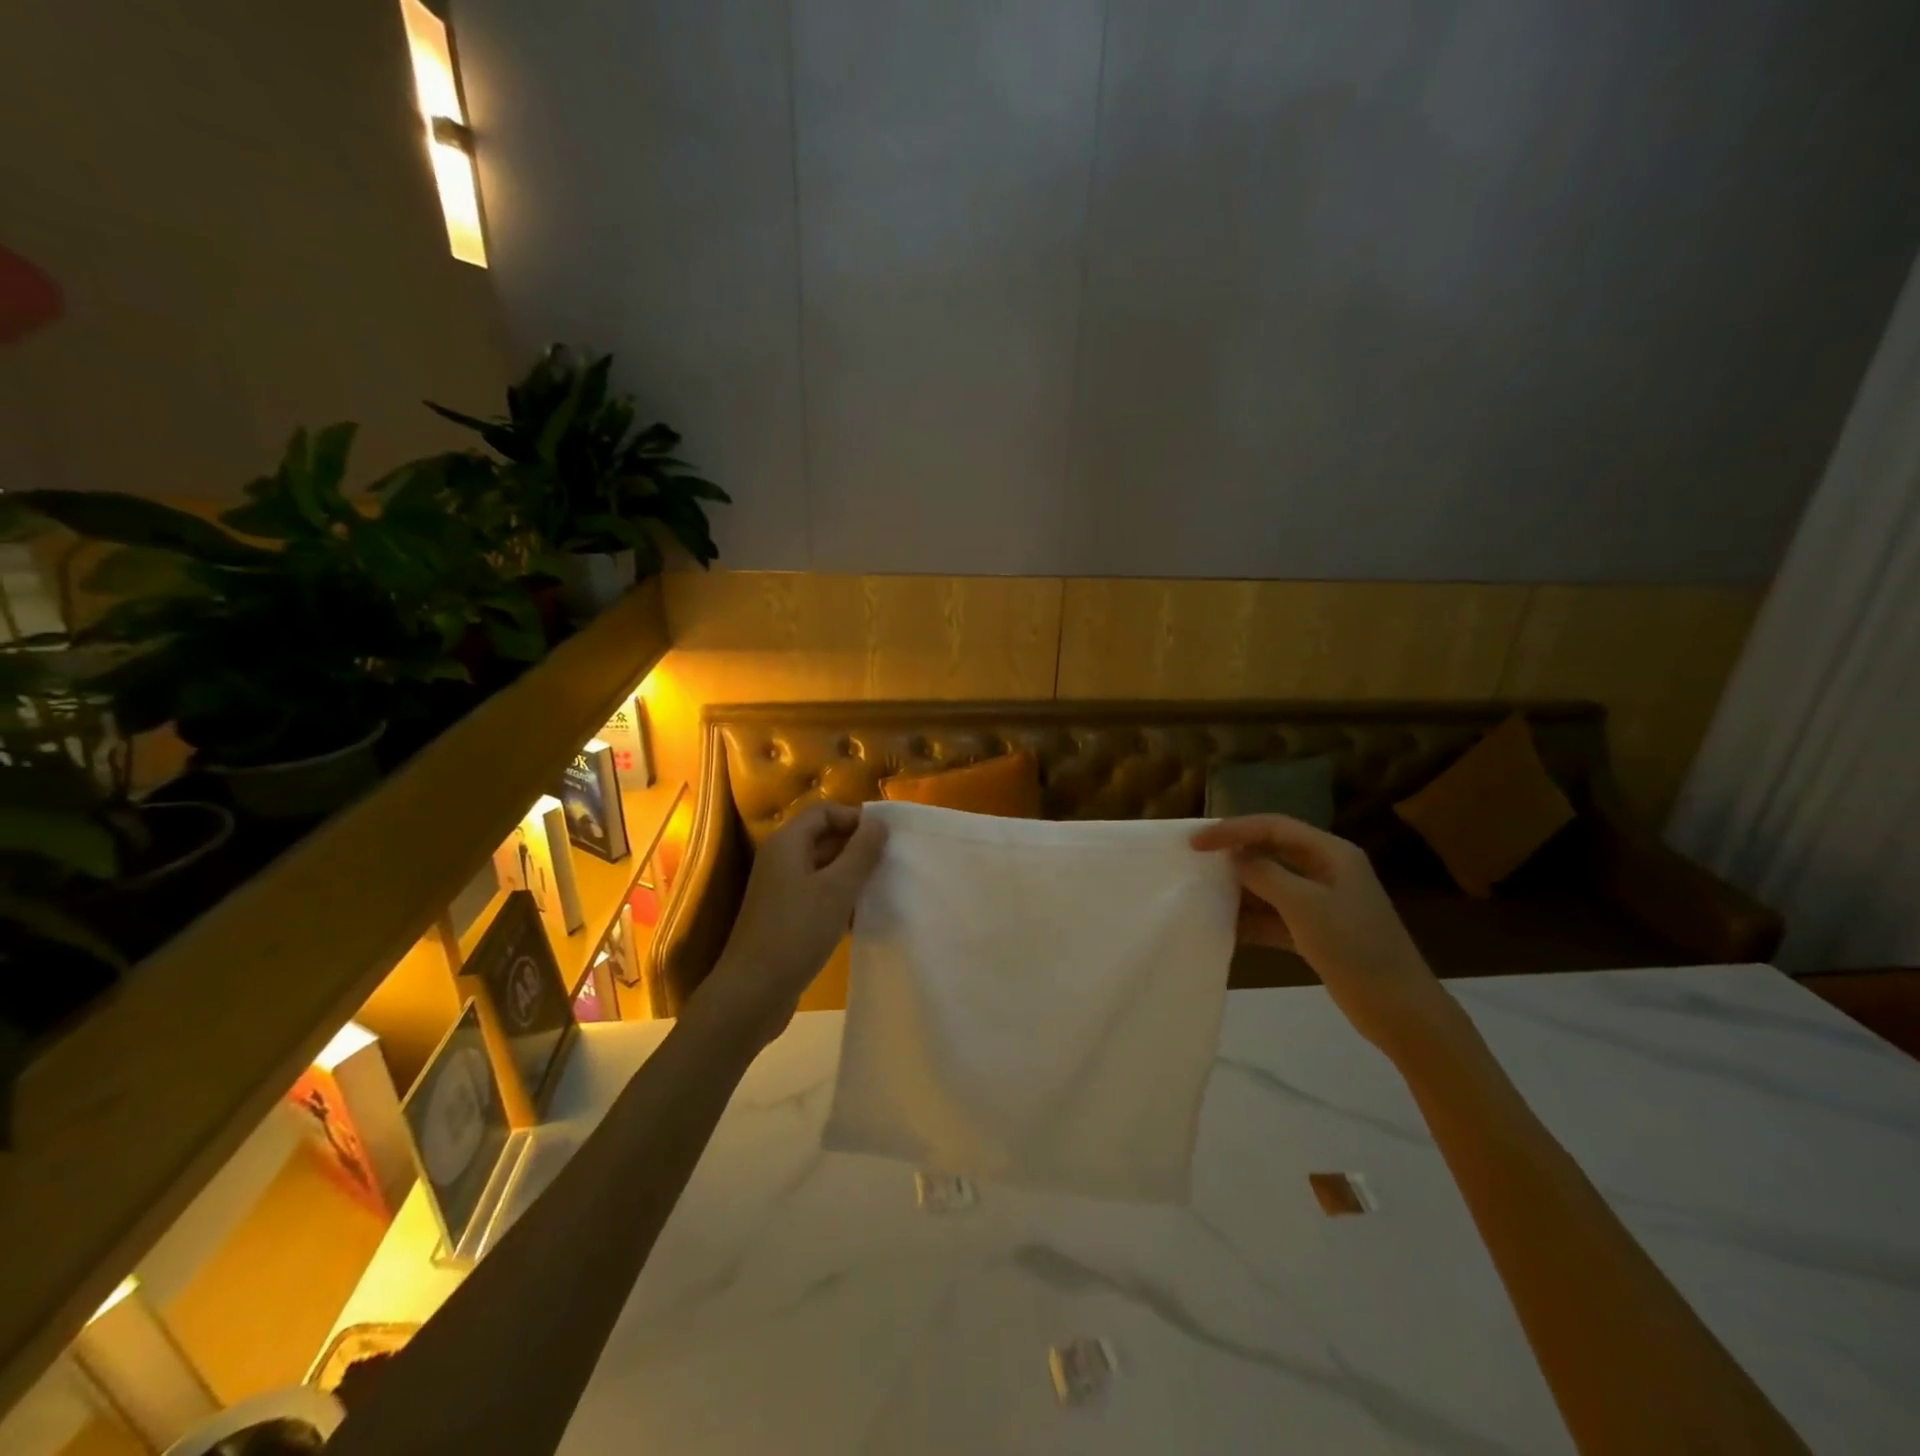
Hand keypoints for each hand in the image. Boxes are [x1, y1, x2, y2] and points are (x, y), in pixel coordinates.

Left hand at [700, 801, 888, 1044]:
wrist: (753, 993)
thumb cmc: (796, 932)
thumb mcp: (837, 889)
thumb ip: (861, 852)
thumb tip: (879, 822)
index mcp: (787, 844)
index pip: (824, 812)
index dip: (855, 818)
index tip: (886, 838)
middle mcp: (780, 861)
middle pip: (823, 838)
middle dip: (857, 847)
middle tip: (891, 863)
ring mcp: (780, 891)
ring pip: (823, 870)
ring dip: (852, 876)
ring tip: (882, 889)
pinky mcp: (785, 918)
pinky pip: (817, 896)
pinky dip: (839, 900)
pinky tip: (861, 918)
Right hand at [1191, 815, 1454, 1056]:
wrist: (1400, 1009)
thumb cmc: (1354, 947)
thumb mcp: (1304, 905)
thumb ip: (1264, 875)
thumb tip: (1234, 858)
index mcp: (1332, 853)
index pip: (1274, 827)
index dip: (1233, 830)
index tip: (1197, 843)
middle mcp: (1327, 871)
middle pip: (1272, 851)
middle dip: (1235, 855)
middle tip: (1197, 862)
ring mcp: (1323, 903)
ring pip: (1272, 884)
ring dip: (1241, 888)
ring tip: (1204, 892)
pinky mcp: (1318, 932)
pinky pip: (1276, 915)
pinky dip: (1252, 918)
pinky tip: (1226, 926)